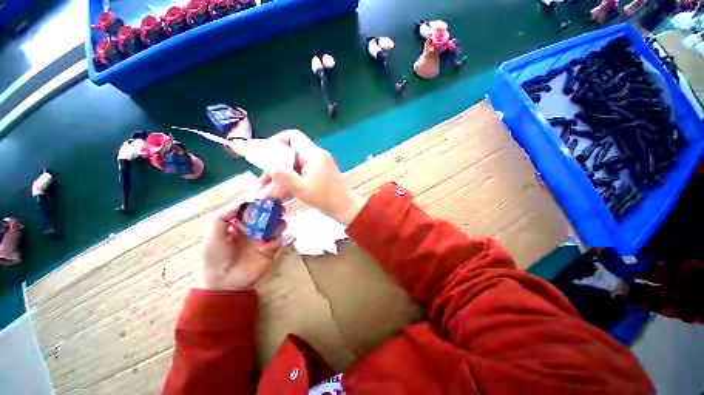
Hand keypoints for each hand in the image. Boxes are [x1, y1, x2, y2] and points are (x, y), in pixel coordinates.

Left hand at [200, 201, 284, 290]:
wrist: (224, 283)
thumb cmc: (216, 256)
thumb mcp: (213, 234)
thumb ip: (223, 215)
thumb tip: (244, 200)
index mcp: (240, 222)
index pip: (253, 208)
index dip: (260, 201)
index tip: (268, 196)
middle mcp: (254, 227)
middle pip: (269, 214)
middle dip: (275, 210)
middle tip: (279, 209)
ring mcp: (264, 238)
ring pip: (277, 225)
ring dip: (279, 224)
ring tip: (275, 228)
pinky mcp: (271, 249)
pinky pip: (279, 240)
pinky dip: (277, 240)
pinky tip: (268, 246)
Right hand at [259, 130, 365, 225]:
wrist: (346, 208)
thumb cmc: (325, 198)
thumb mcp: (301, 188)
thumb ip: (283, 176)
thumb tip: (270, 167)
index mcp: (314, 154)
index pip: (293, 136)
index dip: (276, 140)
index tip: (264, 154)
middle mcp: (317, 156)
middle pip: (290, 153)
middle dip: (275, 166)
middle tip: (263, 181)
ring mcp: (319, 165)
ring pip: (294, 165)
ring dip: (282, 177)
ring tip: (268, 191)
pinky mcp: (319, 174)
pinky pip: (301, 173)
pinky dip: (291, 181)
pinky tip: (282, 193)